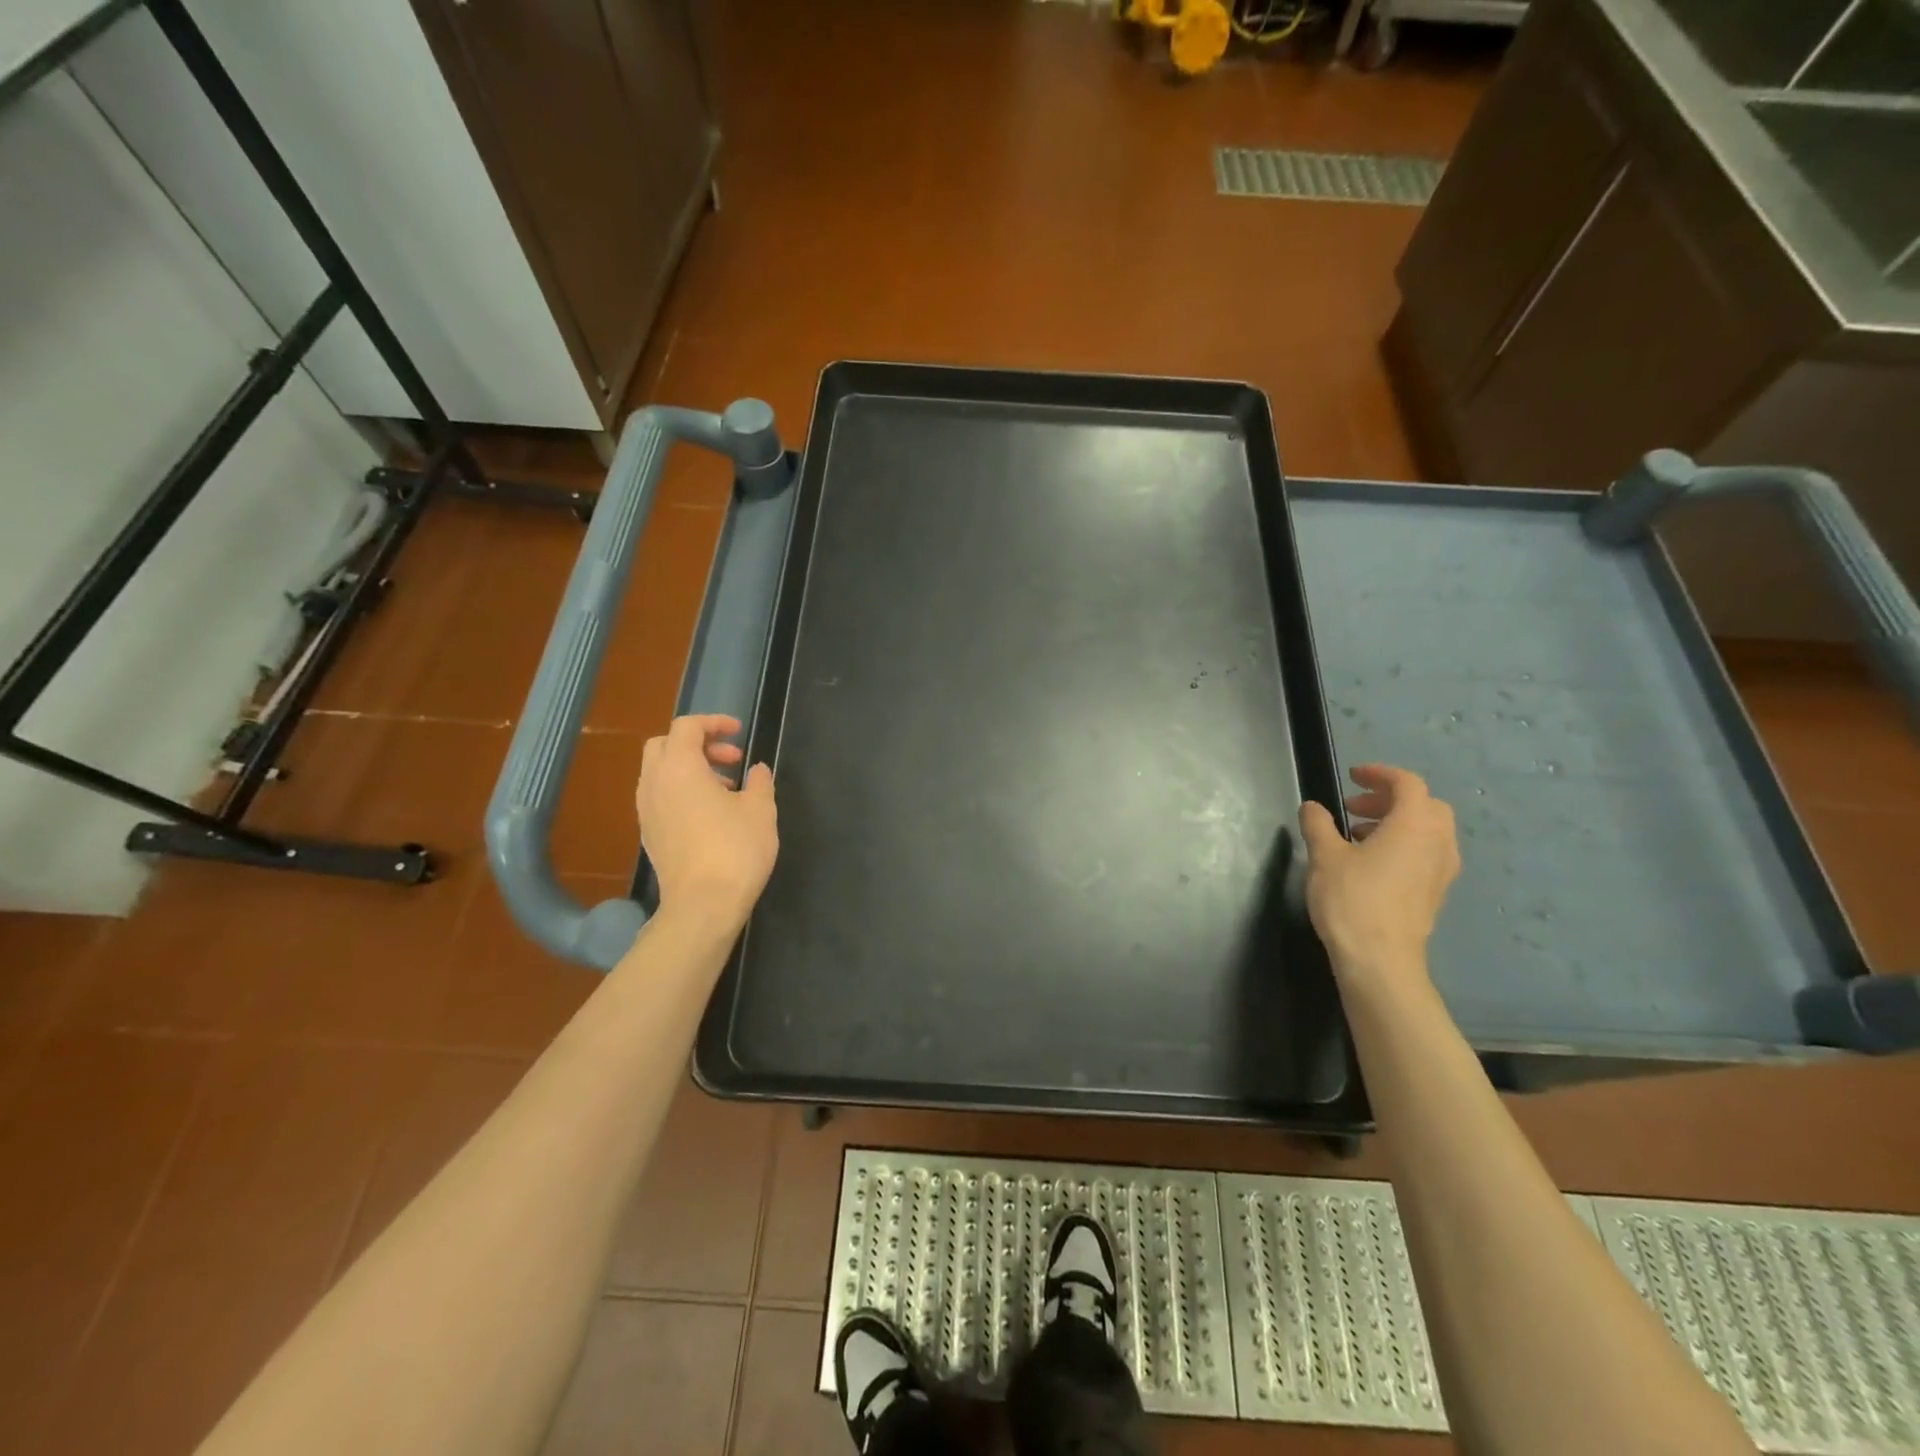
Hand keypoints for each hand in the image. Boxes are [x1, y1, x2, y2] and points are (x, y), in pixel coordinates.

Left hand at [635, 715, 777, 929]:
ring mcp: (647, 811)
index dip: (713, 723)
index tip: (739, 731)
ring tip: (726, 788)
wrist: (703, 905)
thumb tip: (756, 770)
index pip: (687, 726)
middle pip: (665, 745)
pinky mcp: (649, 834)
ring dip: (690, 769)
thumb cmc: (735, 849)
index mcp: (679, 767)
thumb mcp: (760, 809)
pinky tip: (710, 814)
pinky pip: (660, 797)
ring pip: (660, 772)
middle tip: (731, 759)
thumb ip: (759, 782)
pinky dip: (681, 791)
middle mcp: (654, 783)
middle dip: (697, 743)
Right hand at [1297, 764, 1459, 981]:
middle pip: (1425, 805)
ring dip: (1395, 822)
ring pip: (1428, 831)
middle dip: (1389, 799)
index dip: (1380, 774)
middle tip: (1353, 807)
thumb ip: (1318, 825)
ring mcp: (1441, 870)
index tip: (1352, 776)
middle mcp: (1437, 842)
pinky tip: (1371, 862)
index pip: (1407, 784)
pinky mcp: (1435, 893)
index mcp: (1414, 825)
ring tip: (1356, 834)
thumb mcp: (1324, 856)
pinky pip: (1426, 853)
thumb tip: (1314, 808)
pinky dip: (1403, 845)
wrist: (1380, 960)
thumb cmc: (1352, 900)